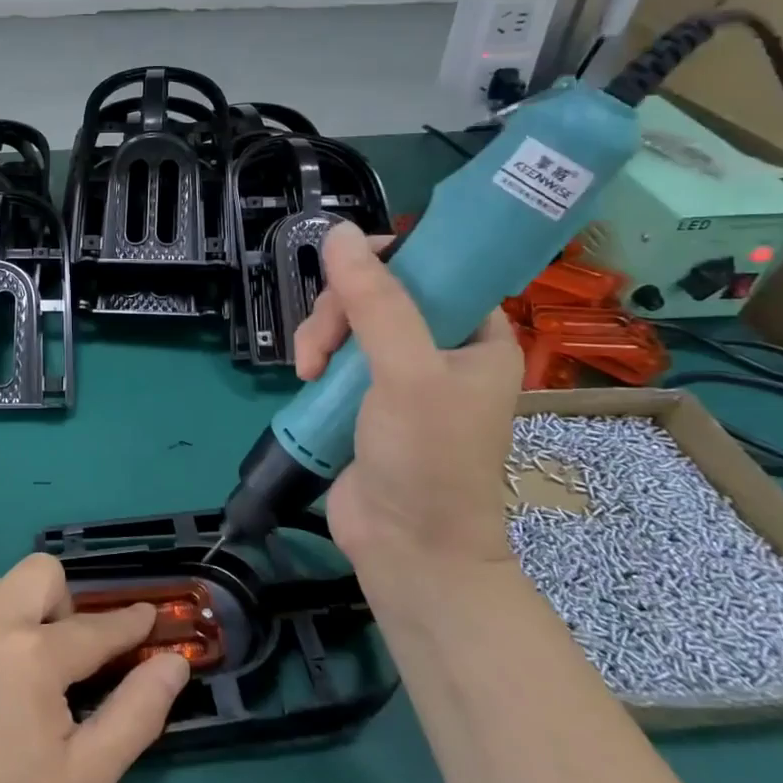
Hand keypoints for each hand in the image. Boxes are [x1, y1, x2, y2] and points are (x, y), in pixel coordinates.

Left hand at [0, 554, 190, 782]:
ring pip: (0, 589)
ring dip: (22, 618)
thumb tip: (174, 661)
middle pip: (42, 572)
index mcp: (31, 655)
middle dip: (65, 606)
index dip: (129, 623)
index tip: (147, 619)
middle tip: (64, 660)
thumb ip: (138, 711)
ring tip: (17, 677)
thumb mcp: (88, 777)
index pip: (95, 626)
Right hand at [293, 222, 522, 585]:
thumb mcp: (407, 373)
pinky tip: (305, 377)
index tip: (350, 268)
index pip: (437, 269)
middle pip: (381, 292)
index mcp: (477, 336)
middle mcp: (441, 350)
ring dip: (322, 335)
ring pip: (350, 322)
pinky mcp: (363, 398)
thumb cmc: (428, 459)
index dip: (393, 257)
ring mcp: (399, 375)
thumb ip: (375, 302)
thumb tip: (337, 232)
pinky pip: (334, 354)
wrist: (408, 550)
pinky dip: (315, 358)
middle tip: (325, 342)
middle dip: (342, 308)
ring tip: (309, 369)